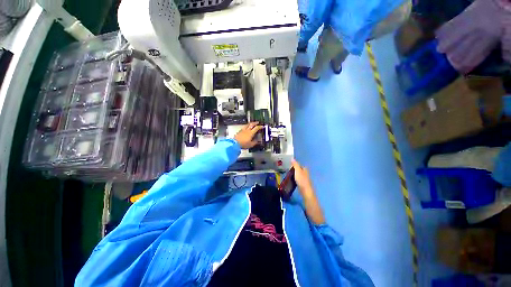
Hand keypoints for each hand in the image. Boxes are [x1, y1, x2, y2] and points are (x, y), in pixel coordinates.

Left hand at [234, 122, 263, 148]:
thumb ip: (255, 142)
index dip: (260, 126)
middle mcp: (247, 130)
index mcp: (251, 133)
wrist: (235, 143)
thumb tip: (257, 141)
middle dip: (255, 123)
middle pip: (252, 124)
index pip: (256, 128)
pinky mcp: (239, 131)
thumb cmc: (243, 144)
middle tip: (257, 122)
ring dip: (250, 123)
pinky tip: (246, 128)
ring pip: (247, 125)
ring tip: (252, 124)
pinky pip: (244, 127)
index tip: (262, 126)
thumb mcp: (251, 144)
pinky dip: (246, 126)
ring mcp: (243, 130)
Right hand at [291, 159, 324, 223]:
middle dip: (296, 172)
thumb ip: (296, 166)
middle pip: (302, 173)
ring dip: (295, 177)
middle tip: (287, 171)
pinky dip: (296, 183)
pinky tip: (292, 185)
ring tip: (288, 177)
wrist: (308, 199)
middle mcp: (307, 178)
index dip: (297, 166)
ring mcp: (306, 185)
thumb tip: (293, 159)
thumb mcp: (299, 173)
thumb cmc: (303, 184)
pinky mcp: (304, 191)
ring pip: (300, 179)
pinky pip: (299, 184)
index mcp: (306, 174)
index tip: (290, 165)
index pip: (302, 168)